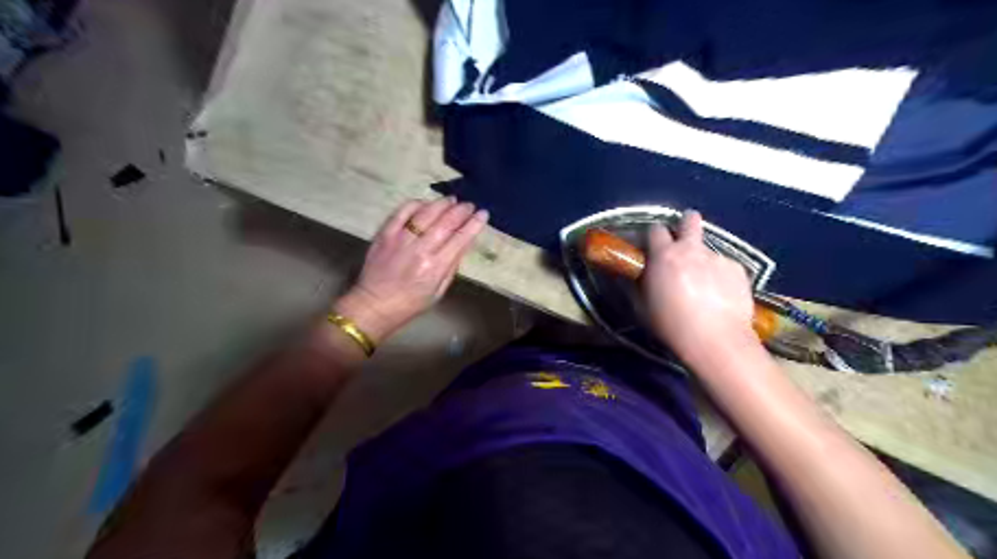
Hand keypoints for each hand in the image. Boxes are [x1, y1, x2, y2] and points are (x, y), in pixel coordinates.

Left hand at [335, 196, 489, 344]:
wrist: (374, 305)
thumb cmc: (411, 303)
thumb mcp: (439, 291)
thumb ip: (452, 265)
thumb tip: (464, 242)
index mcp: (435, 267)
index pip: (461, 239)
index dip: (474, 224)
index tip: (483, 214)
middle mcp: (420, 250)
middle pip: (445, 222)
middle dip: (461, 211)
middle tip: (470, 205)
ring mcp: (400, 239)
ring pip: (426, 213)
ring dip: (442, 204)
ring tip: (452, 200)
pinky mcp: (385, 233)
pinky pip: (403, 211)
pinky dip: (417, 204)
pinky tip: (426, 203)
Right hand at [648, 212, 756, 363]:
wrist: (715, 340)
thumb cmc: (670, 325)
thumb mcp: (641, 307)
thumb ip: (636, 284)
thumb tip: (631, 274)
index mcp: (664, 255)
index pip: (655, 229)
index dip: (653, 235)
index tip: (653, 247)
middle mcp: (692, 249)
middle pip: (690, 219)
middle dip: (686, 223)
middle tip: (683, 241)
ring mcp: (718, 258)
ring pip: (708, 249)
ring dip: (702, 259)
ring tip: (705, 285)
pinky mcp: (738, 270)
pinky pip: (726, 266)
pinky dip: (721, 276)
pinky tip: (721, 296)